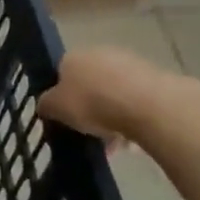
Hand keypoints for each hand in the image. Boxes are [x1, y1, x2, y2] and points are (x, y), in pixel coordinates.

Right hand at [40, 45, 199, 148]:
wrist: (146, 104)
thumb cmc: (92, 103)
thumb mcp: (57, 108)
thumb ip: (47, 106)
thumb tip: (45, 105)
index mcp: (72, 56)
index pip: (61, 73)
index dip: (62, 97)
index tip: (66, 119)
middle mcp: (99, 53)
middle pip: (90, 83)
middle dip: (90, 108)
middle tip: (90, 133)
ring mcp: (129, 63)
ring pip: (114, 93)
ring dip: (113, 115)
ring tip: (115, 145)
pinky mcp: (154, 78)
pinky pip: (137, 101)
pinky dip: (133, 118)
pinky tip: (135, 141)